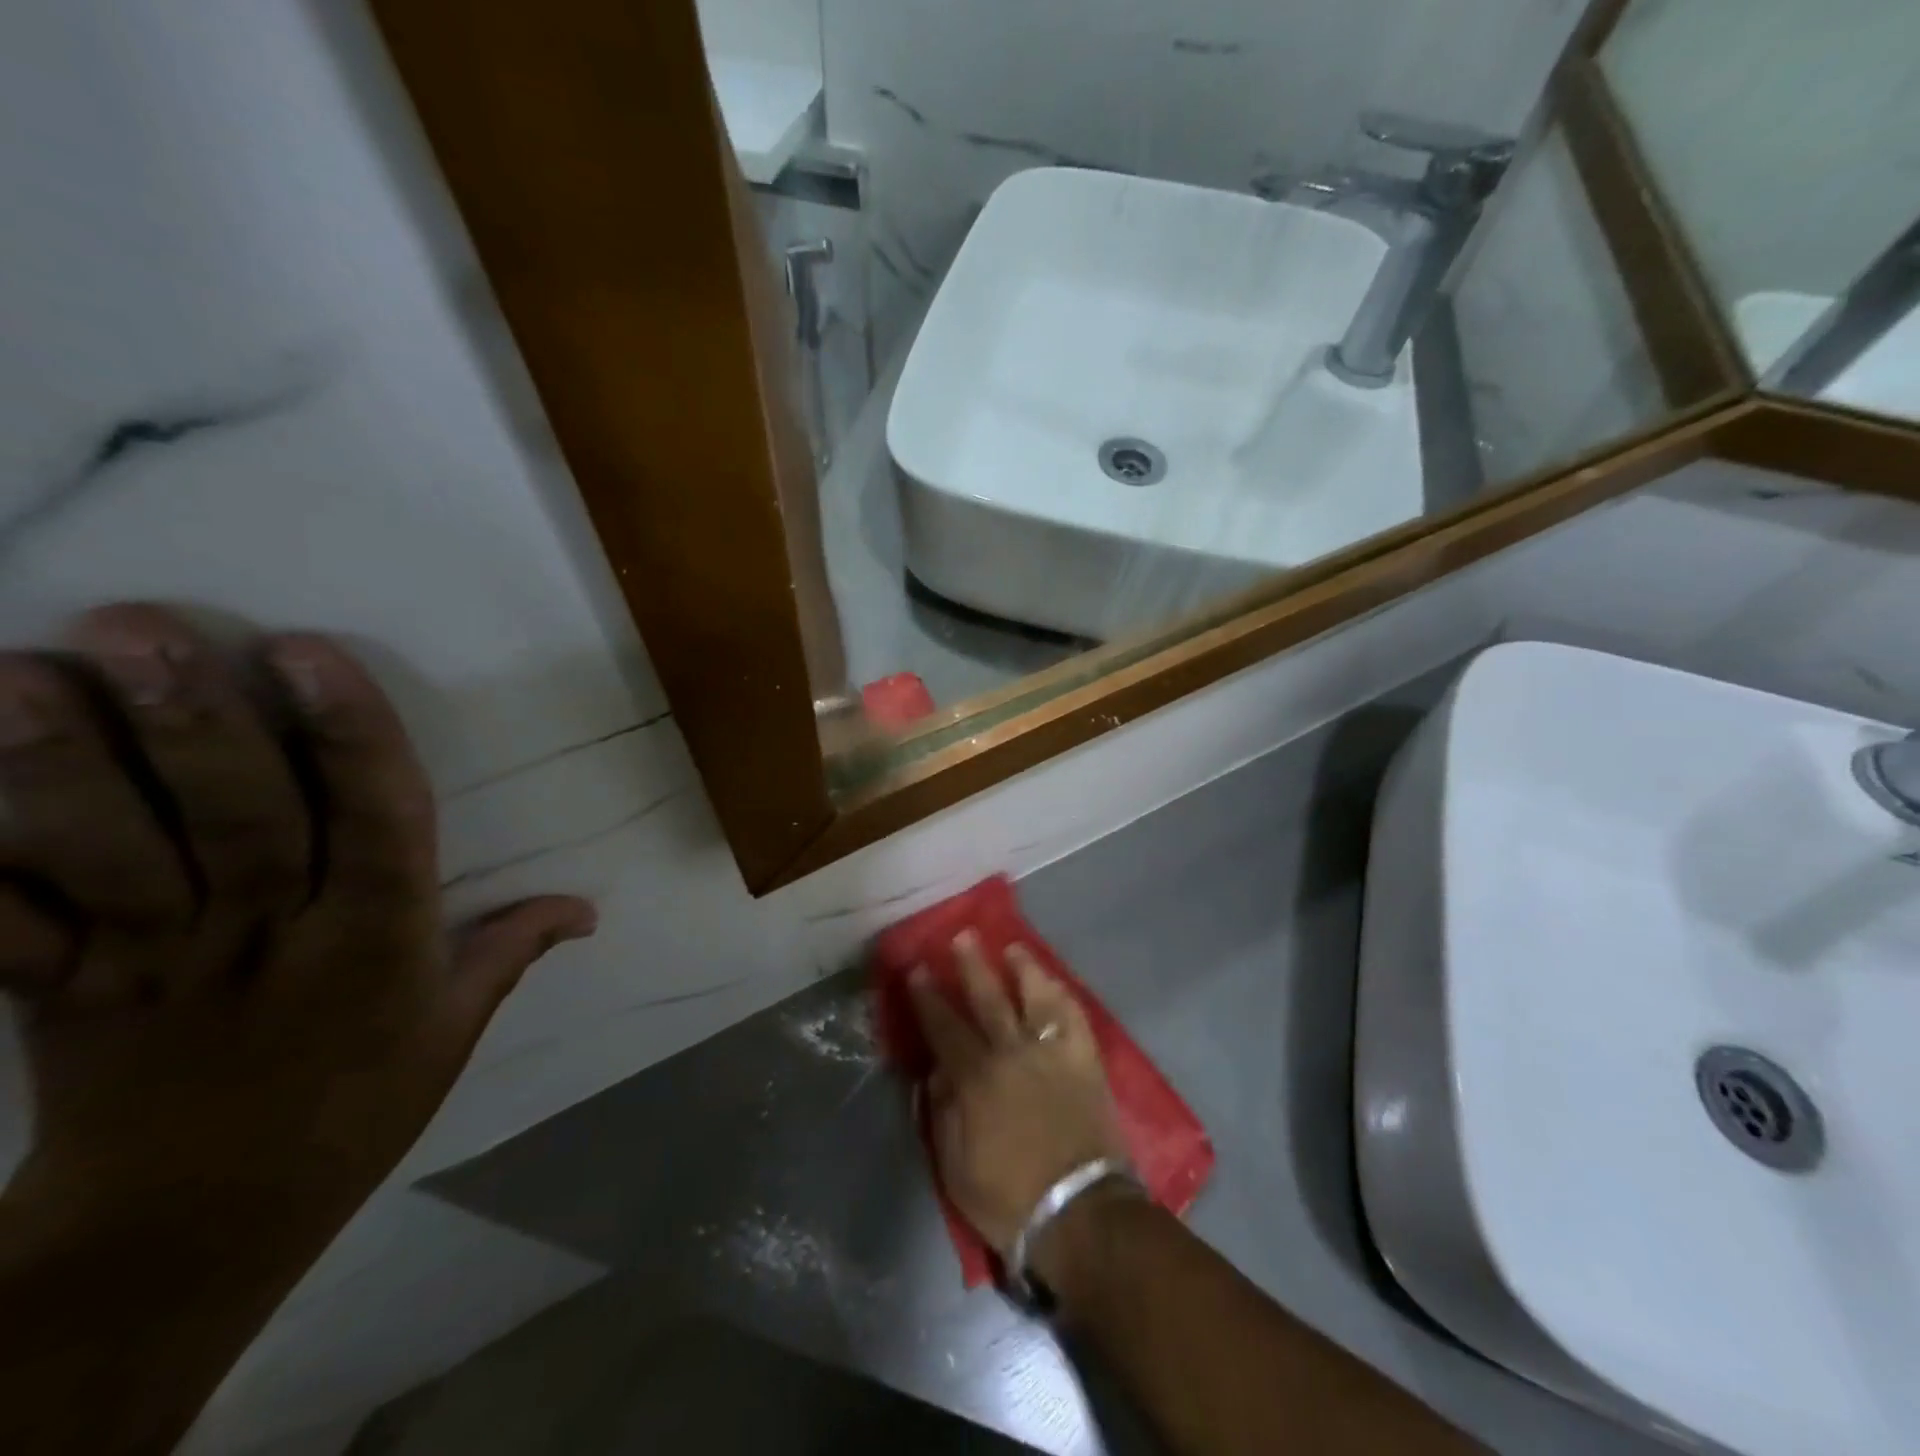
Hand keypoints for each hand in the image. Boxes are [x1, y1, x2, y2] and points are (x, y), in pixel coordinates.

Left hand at [0, 604, 595, 1250]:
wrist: (194, 1234)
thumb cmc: (353, 1112)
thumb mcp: (453, 1031)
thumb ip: (510, 951)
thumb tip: (588, 906)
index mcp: (379, 943)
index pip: (378, 822)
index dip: (350, 737)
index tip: (307, 654)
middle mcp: (274, 940)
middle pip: (238, 822)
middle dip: (193, 725)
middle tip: (138, 628)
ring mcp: (158, 970)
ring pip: (113, 861)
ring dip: (61, 771)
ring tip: (17, 676)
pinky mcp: (60, 1002)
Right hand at [908, 932, 1126, 1258]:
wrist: (1080, 1214)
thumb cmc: (1009, 1198)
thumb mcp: (954, 1168)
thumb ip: (942, 1113)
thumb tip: (937, 1071)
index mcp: (976, 1078)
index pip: (944, 1026)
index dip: (927, 997)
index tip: (917, 969)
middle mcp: (1012, 1053)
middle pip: (988, 999)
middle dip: (971, 966)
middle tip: (961, 936)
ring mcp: (1052, 1053)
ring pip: (1035, 997)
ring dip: (1022, 968)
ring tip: (1012, 947)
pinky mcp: (1085, 1061)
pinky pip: (1074, 1018)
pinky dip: (1062, 996)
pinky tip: (1054, 983)